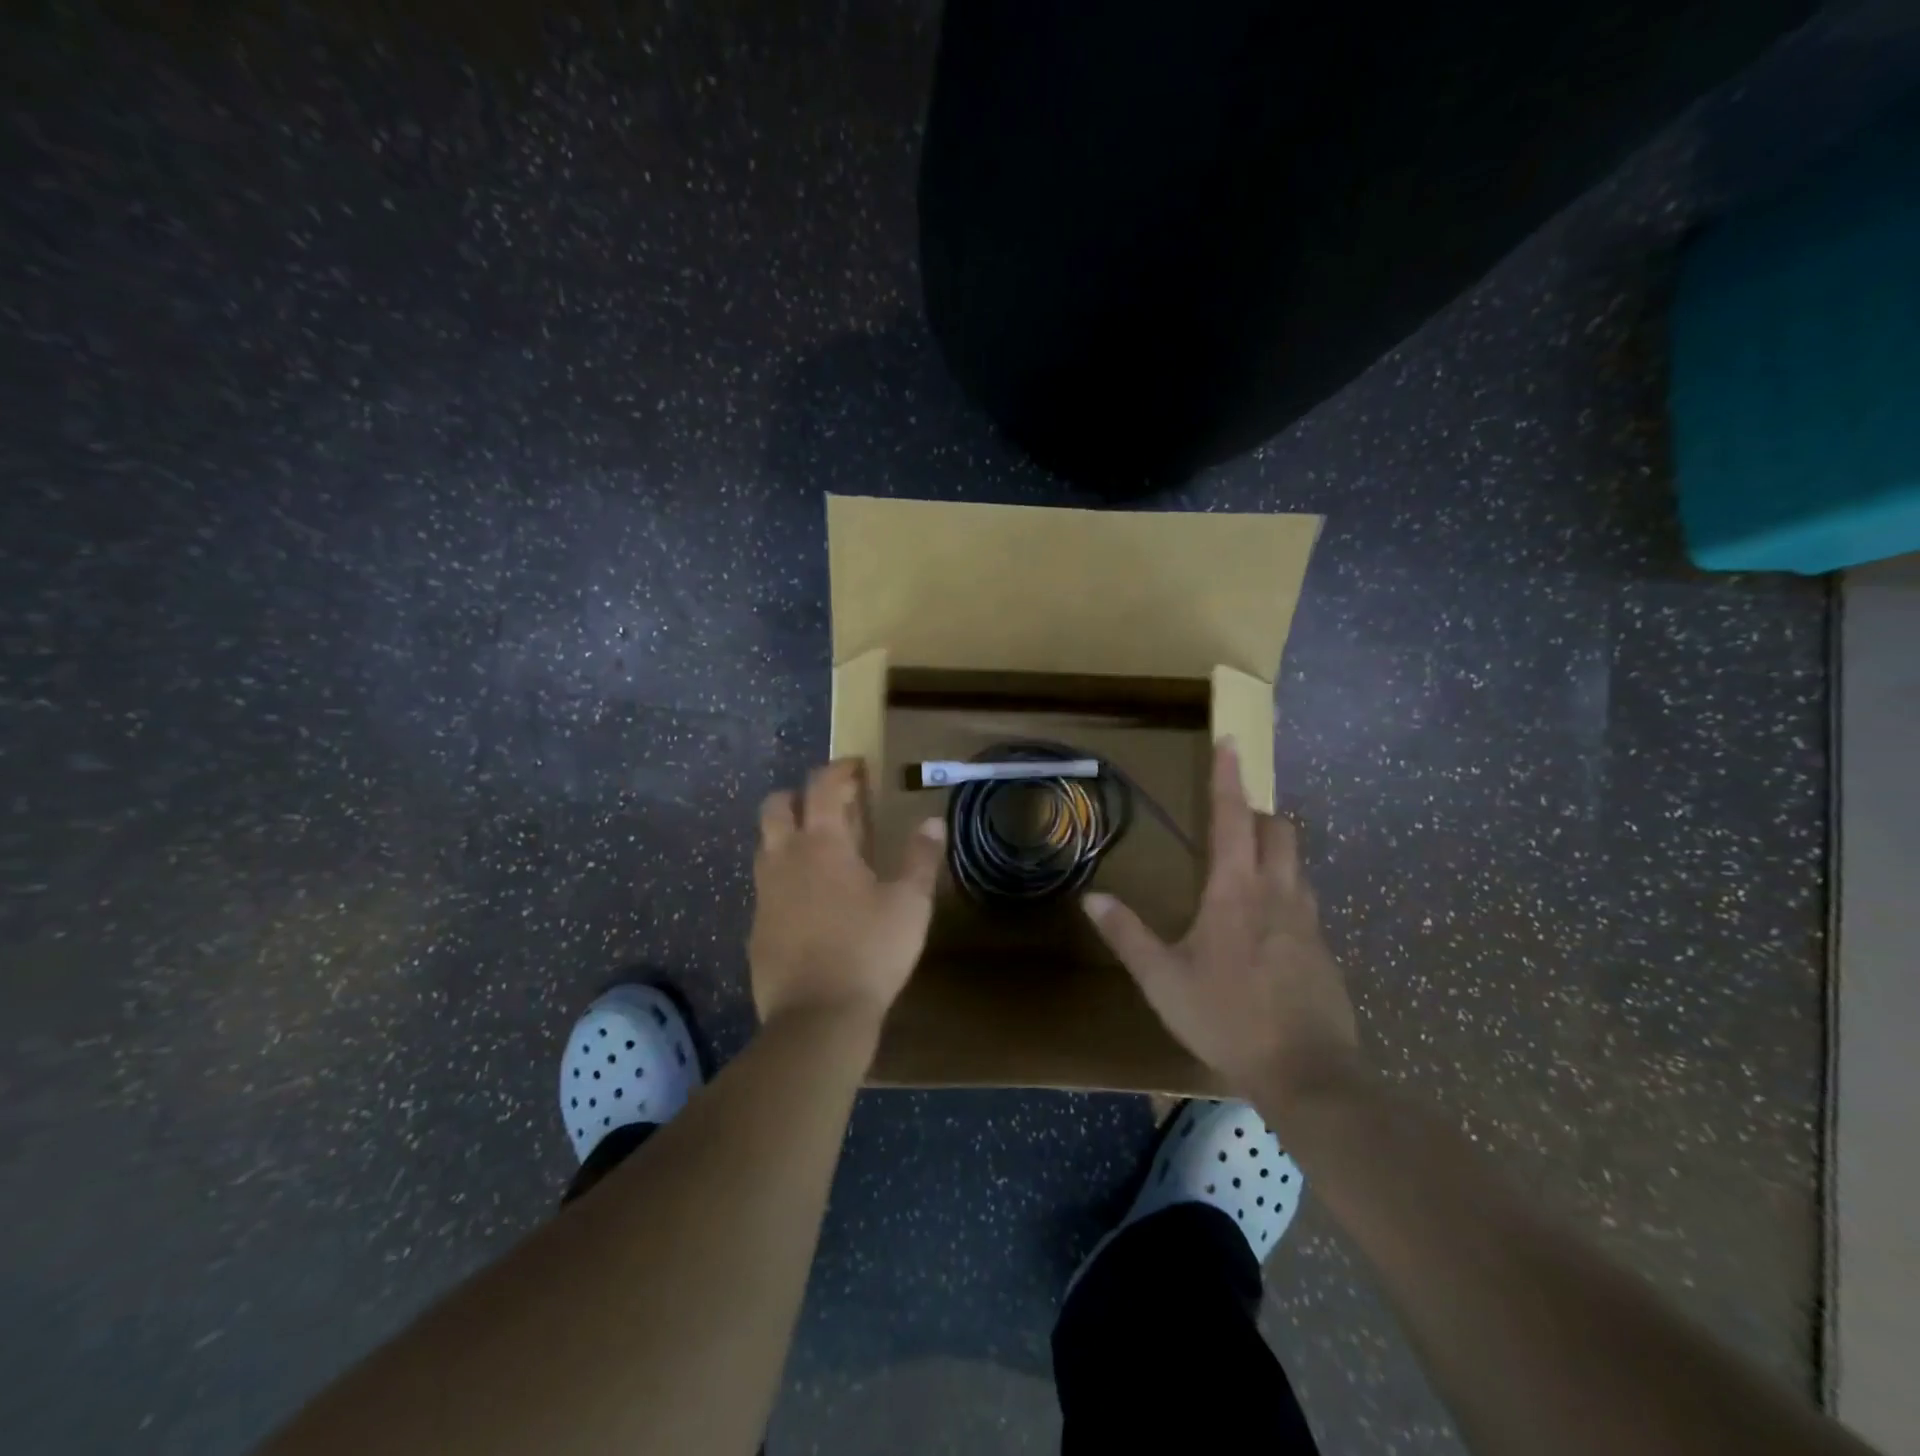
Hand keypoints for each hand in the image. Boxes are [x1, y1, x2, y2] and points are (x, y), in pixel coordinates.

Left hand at [749, 760, 945, 1028]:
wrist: (817, 1017)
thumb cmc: (870, 951)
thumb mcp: (910, 904)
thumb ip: (920, 858)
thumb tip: (932, 822)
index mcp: (822, 843)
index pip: (821, 786)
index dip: (839, 770)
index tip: (857, 768)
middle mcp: (785, 858)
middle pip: (776, 805)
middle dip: (801, 795)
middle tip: (832, 806)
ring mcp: (765, 893)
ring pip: (766, 844)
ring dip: (788, 834)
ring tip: (822, 850)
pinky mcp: (756, 926)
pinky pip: (766, 884)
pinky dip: (785, 875)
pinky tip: (810, 900)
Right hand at [1083, 742, 1360, 1099]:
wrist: (1309, 1074)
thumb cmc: (1227, 1018)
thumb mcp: (1163, 980)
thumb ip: (1127, 935)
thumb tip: (1093, 897)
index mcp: (1236, 892)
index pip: (1232, 818)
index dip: (1228, 778)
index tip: (1231, 741)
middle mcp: (1278, 894)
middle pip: (1278, 830)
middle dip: (1257, 812)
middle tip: (1231, 821)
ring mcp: (1307, 921)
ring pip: (1296, 863)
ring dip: (1274, 850)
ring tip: (1246, 868)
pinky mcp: (1323, 949)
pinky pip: (1305, 900)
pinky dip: (1285, 890)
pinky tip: (1265, 927)